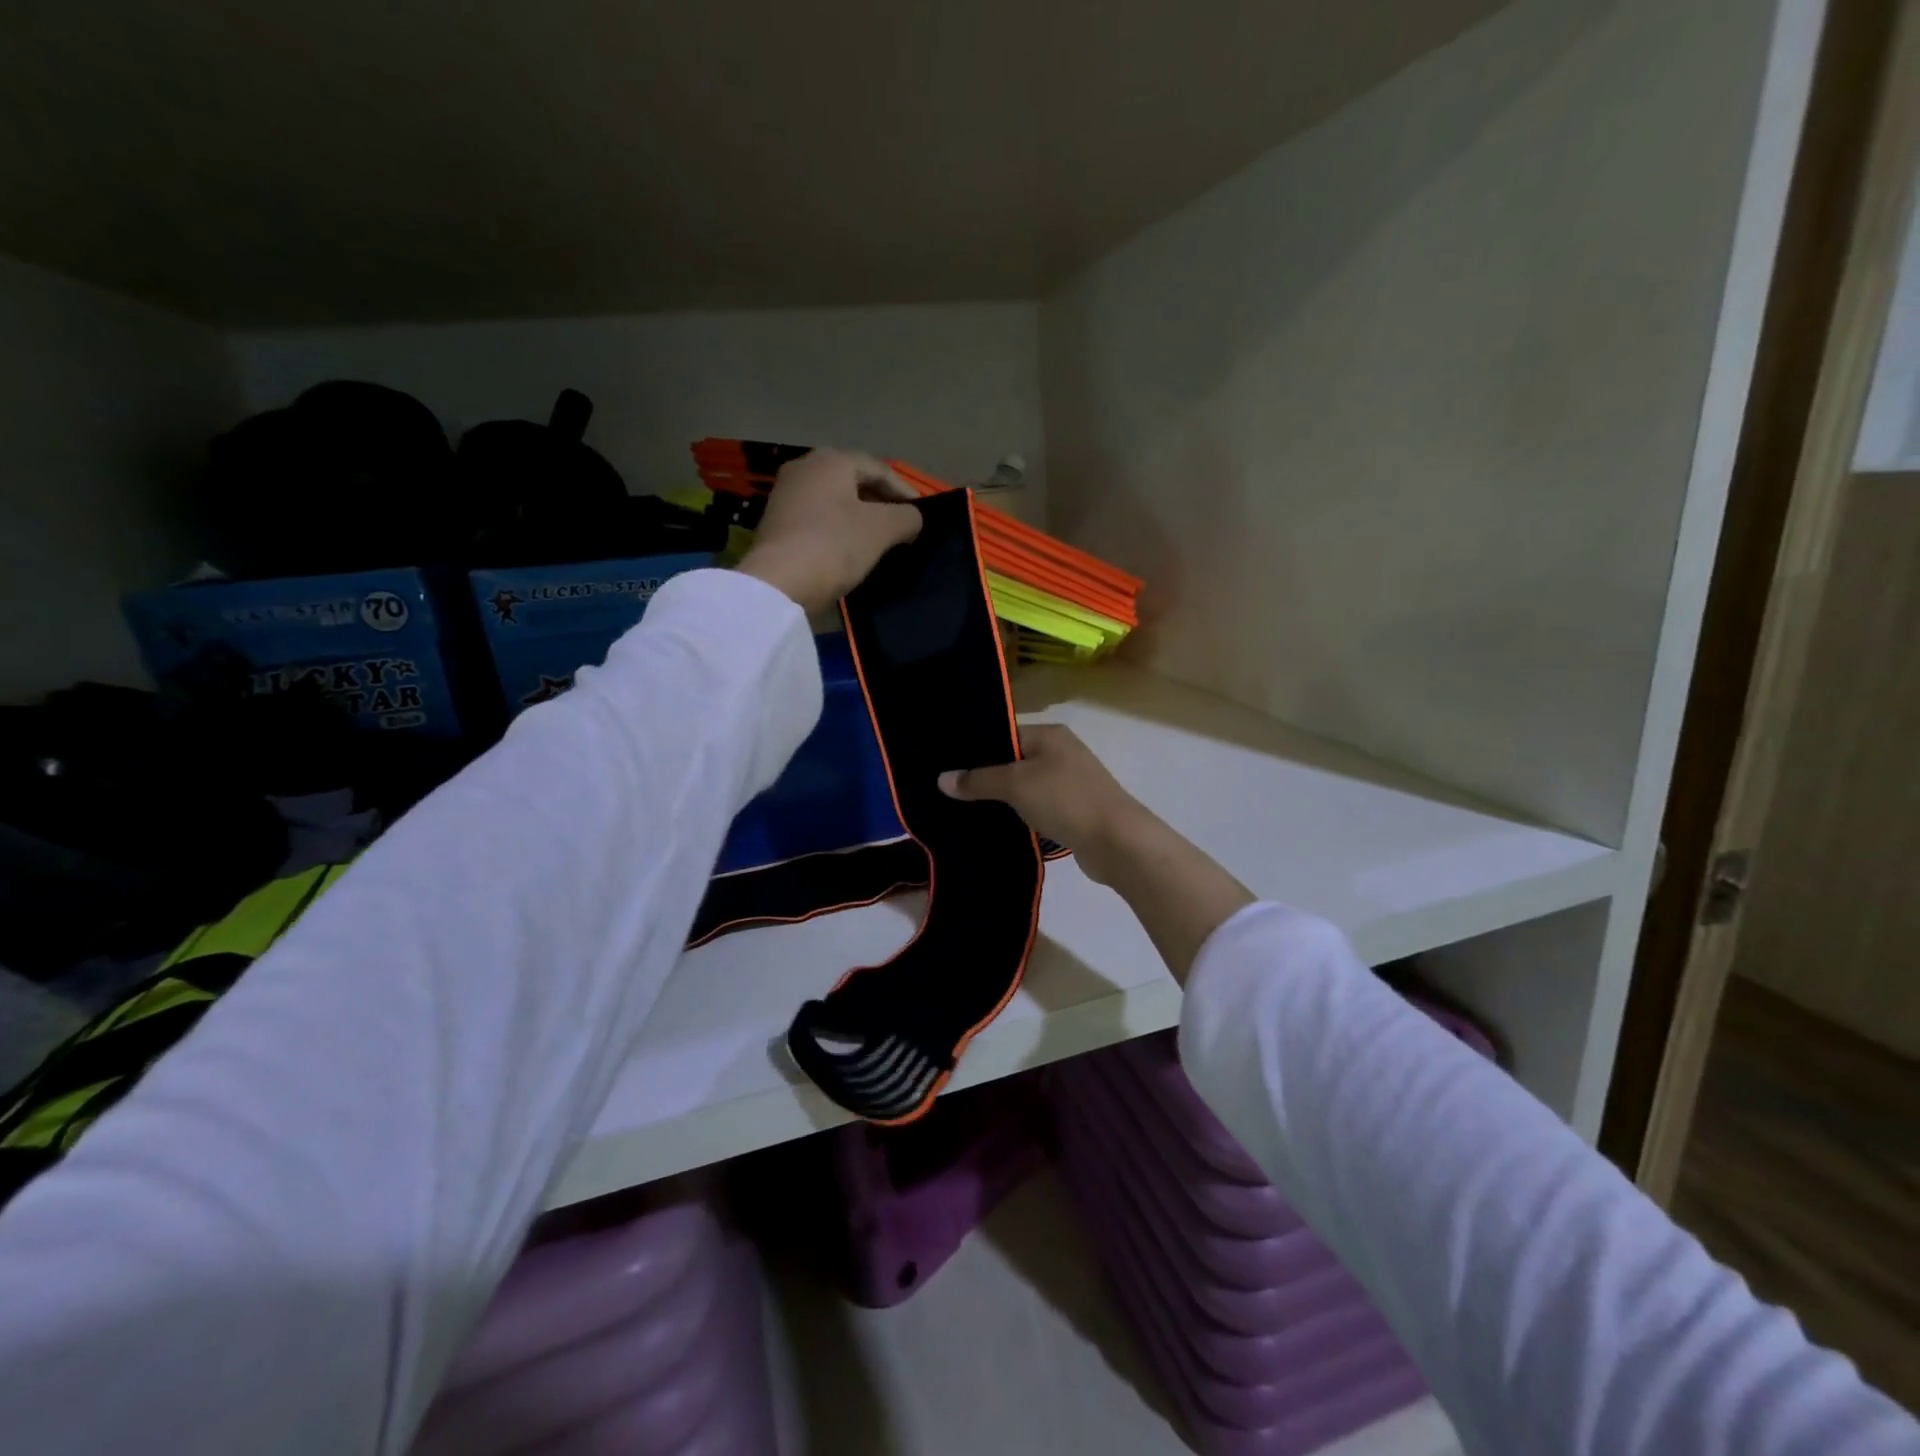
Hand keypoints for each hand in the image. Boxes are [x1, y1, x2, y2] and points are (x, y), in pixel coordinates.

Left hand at [736, 449, 922, 613]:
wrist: (778, 583)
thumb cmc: (835, 545)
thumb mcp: (882, 530)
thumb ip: (907, 518)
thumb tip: (912, 518)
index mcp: (831, 461)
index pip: (879, 470)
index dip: (905, 492)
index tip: (922, 515)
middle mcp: (804, 468)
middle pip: (854, 482)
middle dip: (880, 503)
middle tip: (902, 526)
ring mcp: (785, 495)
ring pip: (834, 501)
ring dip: (859, 517)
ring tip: (879, 540)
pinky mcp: (776, 523)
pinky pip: (817, 519)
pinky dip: (837, 529)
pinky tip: (848, 550)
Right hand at [938, 724, 1144, 884]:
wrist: (1117, 841)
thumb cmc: (1066, 800)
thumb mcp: (1016, 784)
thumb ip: (978, 780)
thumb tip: (942, 779)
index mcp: (1049, 734)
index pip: (1004, 732)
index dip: (975, 748)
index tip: (945, 764)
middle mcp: (1060, 752)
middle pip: (1012, 759)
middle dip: (984, 775)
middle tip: (948, 789)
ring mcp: (1069, 781)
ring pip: (1024, 785)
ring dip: (1001, 798)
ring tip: (963, 808)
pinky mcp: (1072, 809)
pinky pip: (1036, 806)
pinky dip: (1018, 813)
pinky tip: (995, 825)